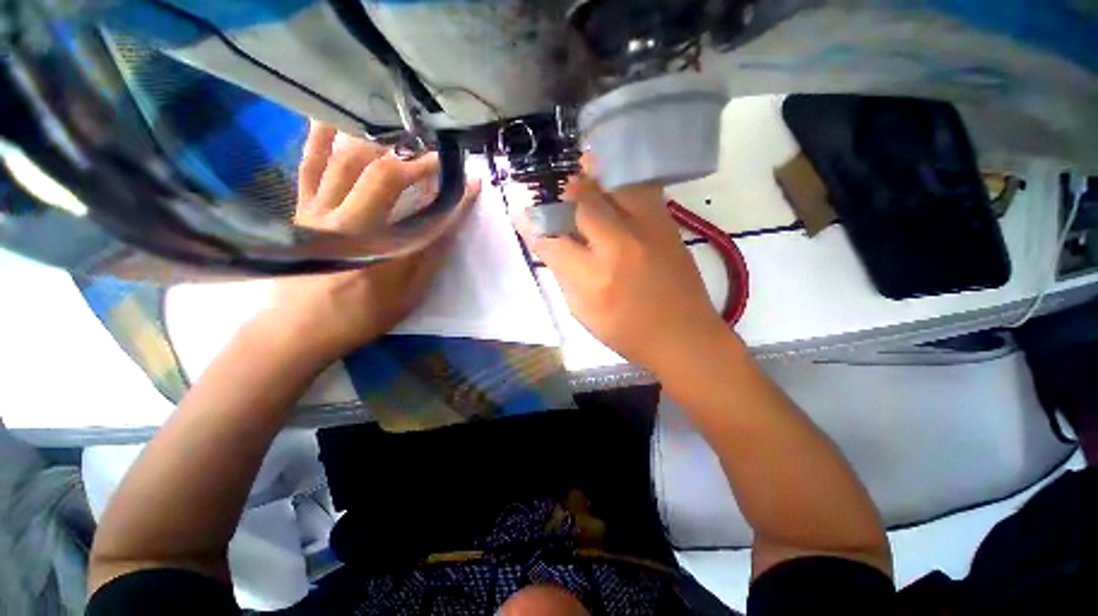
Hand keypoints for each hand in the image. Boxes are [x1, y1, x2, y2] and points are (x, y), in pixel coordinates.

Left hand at [258, 123, 479, 363]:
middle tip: (438, 160)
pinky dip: (320, 139)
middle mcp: (344, 220)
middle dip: (416, 163)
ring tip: (404, 141)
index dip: (450, 196)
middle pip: (382, 175)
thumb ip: (428, 258)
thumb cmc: (361, 315)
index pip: (423, 214)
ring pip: (346, 162)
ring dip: (380, 145)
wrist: (300, 327)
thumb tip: (448, 226)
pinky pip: (309, 166)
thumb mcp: (407, 295)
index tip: (470, 183)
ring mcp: (317, 210)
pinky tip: (335, 120)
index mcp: (376, 247)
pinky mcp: (301, 209)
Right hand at [519, 169, 725, 372]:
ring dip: (594, 180)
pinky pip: (640, 189)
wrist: (683, 335)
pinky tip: (612, 191)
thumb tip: (547, 243)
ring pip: (614, 185)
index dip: (536, 229)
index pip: (553, 242)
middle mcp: (620, 246)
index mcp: (594, 278)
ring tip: (583, 178)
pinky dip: (621, 185)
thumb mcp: (583, 312)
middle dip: (564, 196)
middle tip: (558, 199)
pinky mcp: (668, 224)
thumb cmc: (627, 331)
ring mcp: (649, 230)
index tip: (527, 220)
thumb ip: (562, 275)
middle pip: (583, 202)